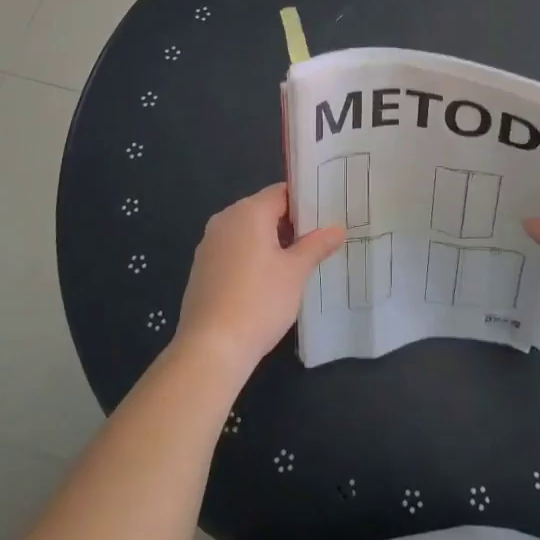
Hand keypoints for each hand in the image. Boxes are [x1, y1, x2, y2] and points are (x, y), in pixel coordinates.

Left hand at [175, 183, 344, 381]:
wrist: (211, 347)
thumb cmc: (259, 302)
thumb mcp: (295, 272)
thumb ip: (316, 245)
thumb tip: (338, 228)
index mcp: (248, 212)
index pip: (281, 192)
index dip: (305, 201)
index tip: (326, 215)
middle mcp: (225, 219)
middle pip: (263, 210)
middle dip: (289, 223)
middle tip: (318, 240)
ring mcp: (209, 243)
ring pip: (247, 231)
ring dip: (271, 241)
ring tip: (298, 261)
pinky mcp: (202, 267)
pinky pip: (233, 250)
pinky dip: (251, 256)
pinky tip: (267, 281)